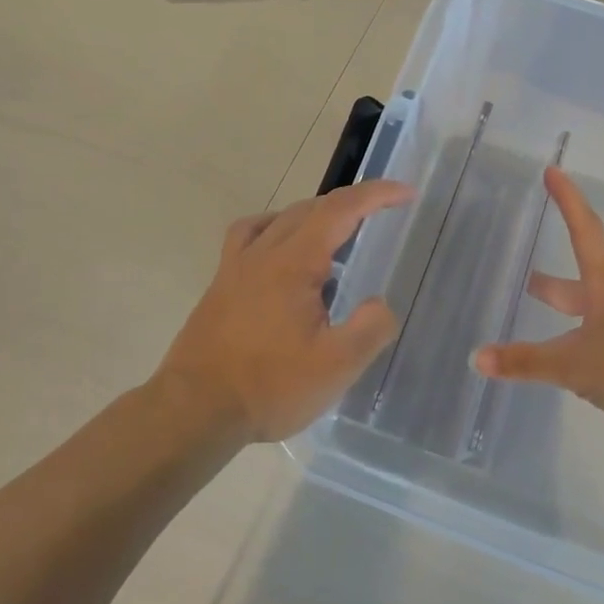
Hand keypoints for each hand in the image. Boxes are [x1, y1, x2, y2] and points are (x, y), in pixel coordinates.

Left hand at [157, 180, 414, 443]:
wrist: (196, 410)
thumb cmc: (270, 387)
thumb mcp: (336, 366)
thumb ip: (370, 328)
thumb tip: (379, 305)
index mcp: (293, 263)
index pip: (341, 210)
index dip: (377, 195)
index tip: (407, 193)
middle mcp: (262, 253)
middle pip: (311, 208)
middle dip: (351, 203)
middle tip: (382, 214)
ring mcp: (235, 267)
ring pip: (279, 219)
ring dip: (315, 215)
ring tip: (337, 235)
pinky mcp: (221, 286)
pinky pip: (249, 237)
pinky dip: (274, 230)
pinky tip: (281, 253)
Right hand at [473, 167, 603, 430]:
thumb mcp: (573, 367)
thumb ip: (525, 362)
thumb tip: (476, 357)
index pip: (583, 232)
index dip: (567, 200)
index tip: (553, 170)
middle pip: (583, 278)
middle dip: (553, 280)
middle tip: (528, 278)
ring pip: (593, 310)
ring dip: (568, 309)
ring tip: (547, 320)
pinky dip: (582, 338)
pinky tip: (575, 361)